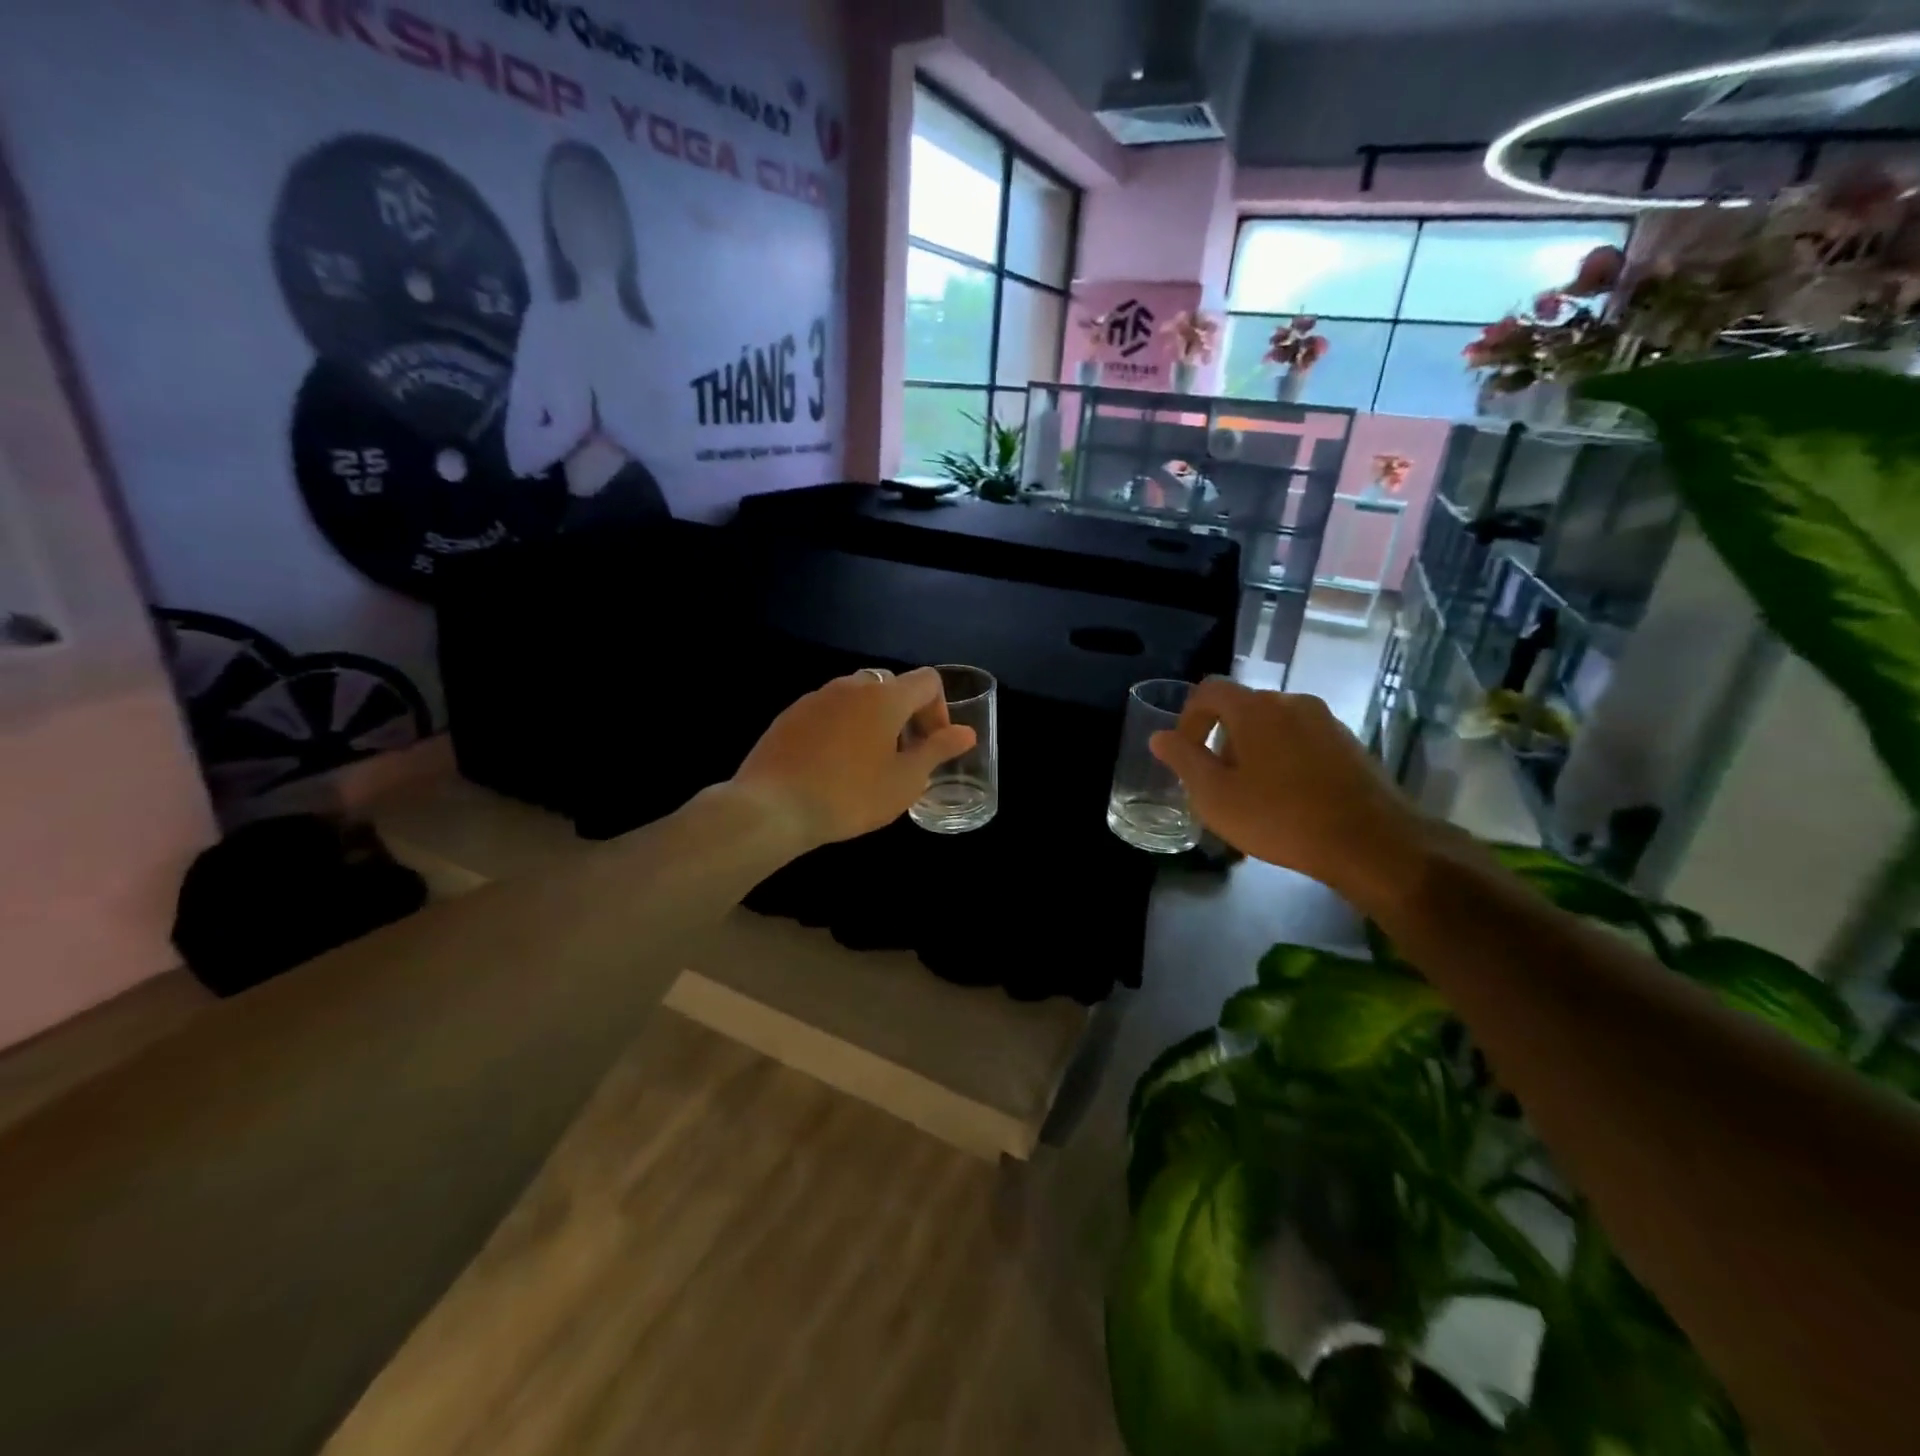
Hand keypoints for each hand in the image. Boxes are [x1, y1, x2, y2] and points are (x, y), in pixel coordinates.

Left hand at [733, 668, 976, 848]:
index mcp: (885, 696)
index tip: (932, 745)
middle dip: (906, 714)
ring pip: (857, 697)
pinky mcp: (790, 715)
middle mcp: (851, 686)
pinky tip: (833, 765)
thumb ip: (937, 751)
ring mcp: (816, 697)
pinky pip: (829, 711)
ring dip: (873, 720)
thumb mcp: (905, 780)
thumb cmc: (850, 795)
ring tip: (869, 762)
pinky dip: (842, 728)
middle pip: (891, 686)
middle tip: (904, 754)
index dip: (940, 710)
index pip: (927, 681)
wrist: (772, 807)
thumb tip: (966, 732)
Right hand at [1148, 679, 1432, 908]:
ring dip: (1253, 749)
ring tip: (1253, 793)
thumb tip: (1160, 736)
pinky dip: (1284, 758)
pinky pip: (1302, 740)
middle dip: (1221, 738)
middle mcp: (1291, 702)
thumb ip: (1184, 760)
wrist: (1371, 842)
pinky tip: (1289, 798)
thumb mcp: (1215, 795)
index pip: (1208, 690)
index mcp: (1254, 708)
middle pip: (1242, 708)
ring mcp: (1326, 721)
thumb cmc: (1280, 817)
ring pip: (1274, 724)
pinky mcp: (1349, 743)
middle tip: (1217, 781)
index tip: (1185, 753)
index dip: (1188, 717)